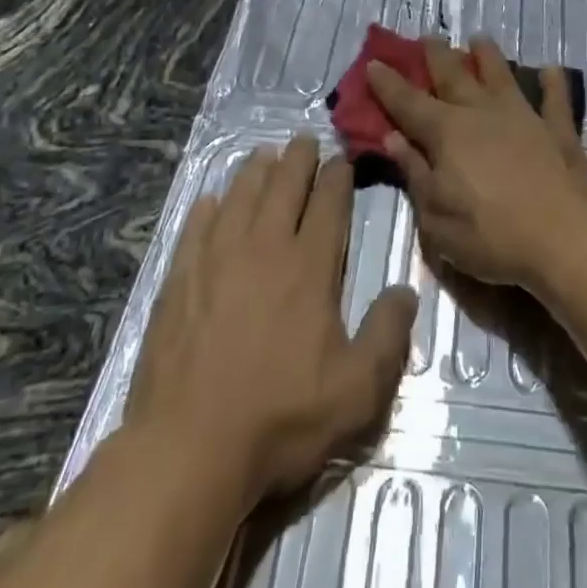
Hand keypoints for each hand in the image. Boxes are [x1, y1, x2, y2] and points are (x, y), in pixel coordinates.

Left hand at [123, 135, 417, 506]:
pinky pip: (195, 228)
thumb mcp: (357, 390)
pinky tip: (211, 199)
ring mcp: (216, 260)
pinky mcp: (179, 280)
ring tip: (264, 154)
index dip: (337, 178)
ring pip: (240, 197)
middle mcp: (264, 248)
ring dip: (255, 171)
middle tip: (304, 140)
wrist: (188, 448)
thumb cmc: (280, 418)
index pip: (328, 205)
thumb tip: (406, 290)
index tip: (342, 159)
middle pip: (283, 187)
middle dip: (298, 159)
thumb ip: (388, 335)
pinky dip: (207, 208)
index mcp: (309, 267)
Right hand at [366, 36, 586, 290]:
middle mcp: (481, 113)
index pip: (408, 103)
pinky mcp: (558, 130)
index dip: (387, 83)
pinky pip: (555, 99)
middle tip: (427, 36)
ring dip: (488, 56)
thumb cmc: (491, 235)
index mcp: (446, 133)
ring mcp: (523, 116)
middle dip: (436, 55)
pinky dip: (553, 83)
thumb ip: (415, 173)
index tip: (373, 63)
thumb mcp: (436, 217)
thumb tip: (393, 139)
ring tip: (479, 38)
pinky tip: (551, 69)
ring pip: (500, 76)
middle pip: (453, 76)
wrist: (565, 240)